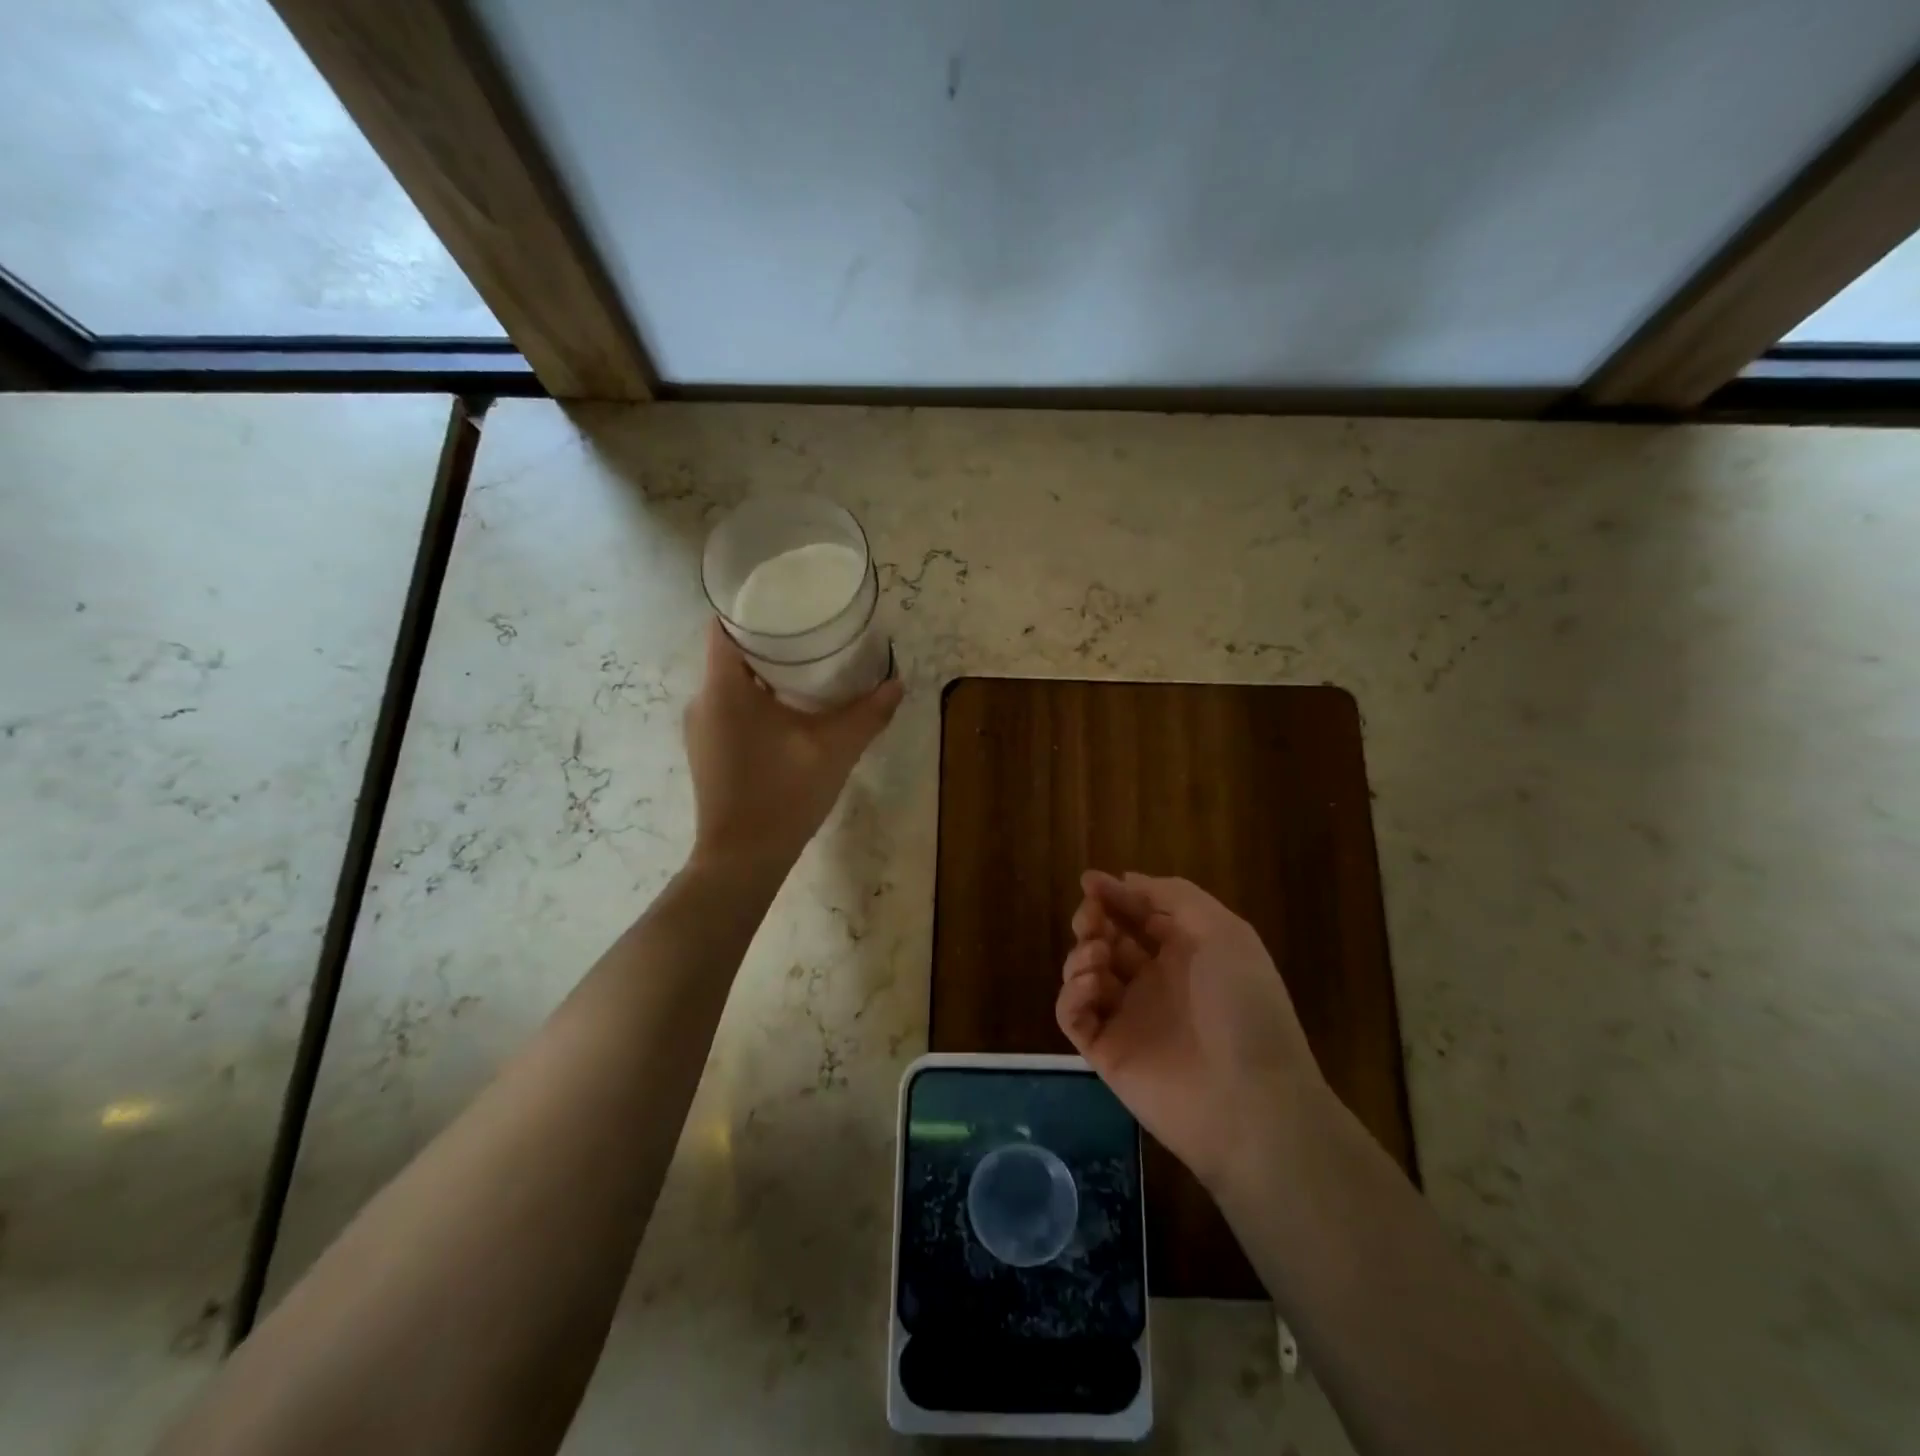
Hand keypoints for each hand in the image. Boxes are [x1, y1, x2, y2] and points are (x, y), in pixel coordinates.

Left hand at [683, 620, 901, 872]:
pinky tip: (791, 710)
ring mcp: (701, 728)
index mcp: (724, 688)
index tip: (789, 598)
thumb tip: (897, 682)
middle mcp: (703, 700)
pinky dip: (757, 699)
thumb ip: (867, 713)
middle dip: (771, 639)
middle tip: (813, 632)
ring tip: (809, 666)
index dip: (754, 605)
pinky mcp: (708, 750)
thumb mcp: (834, 750)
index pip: (726, 624)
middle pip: (732, 651)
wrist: (742, 861)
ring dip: (766, 672)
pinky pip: (730, 707)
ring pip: (732, 682)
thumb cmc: (783, 796)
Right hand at [1057, 870, 1325, 1190]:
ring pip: (1085, 974)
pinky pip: (1074, 1015)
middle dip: (1093, 921)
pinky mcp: (1106, 1052)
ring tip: (1098, 957)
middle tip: (1091, 919)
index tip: (1089, 880)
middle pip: (1107, 940)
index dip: (1115, 895)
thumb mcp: (1224, 932)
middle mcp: (1154, 982)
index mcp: (1185, 954)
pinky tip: (1092, 987)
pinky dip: (1072, 995)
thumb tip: (1129, 879)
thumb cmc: (1243, 1006)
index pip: (1139, 915)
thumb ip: (1176, 896)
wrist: (1251, 1101)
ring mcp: (1128, 1019)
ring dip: (1082, 954)